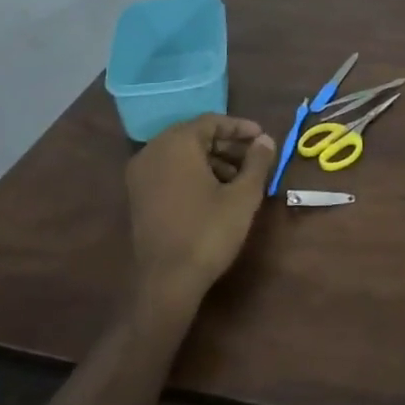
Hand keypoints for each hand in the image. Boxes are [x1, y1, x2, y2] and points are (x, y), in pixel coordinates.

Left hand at [125, 116, 276, 311]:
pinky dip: (194, 173)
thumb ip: (257, 162)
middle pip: (196, 136)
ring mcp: (141, 174)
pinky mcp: (138, 196)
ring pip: (183, 155)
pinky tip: (216, 193)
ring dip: (213, 160)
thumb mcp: (243, 195)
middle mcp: (153, 151)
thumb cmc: (208, 232)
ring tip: (241, 179)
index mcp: (176, 144)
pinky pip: (170, 171)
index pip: (211, 122)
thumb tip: (266, 141)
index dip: (240, 128)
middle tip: (255, 159)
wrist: (167, 283)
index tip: (263, 138)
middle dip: (228, 145)